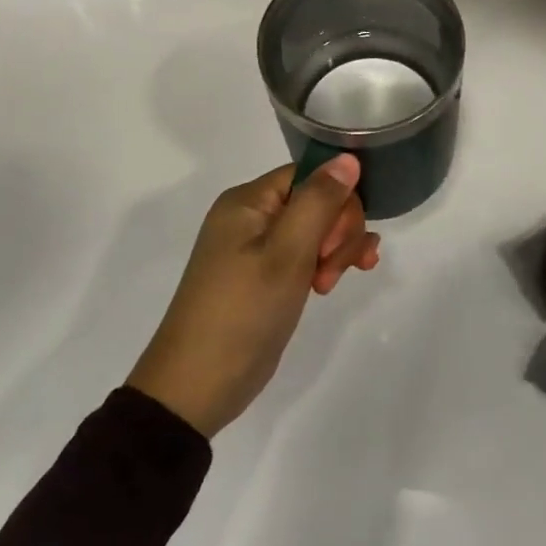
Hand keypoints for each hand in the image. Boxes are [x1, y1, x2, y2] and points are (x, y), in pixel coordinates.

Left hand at [127, 155, 379, 437]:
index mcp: (248, 201)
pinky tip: (338, 280)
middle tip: (329, 269)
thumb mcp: (287, 252)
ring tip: (330, 284)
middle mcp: (252, 217)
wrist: (197, 387)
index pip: (311, 175)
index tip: (337, 240)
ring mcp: (258, 248)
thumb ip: (320, 201)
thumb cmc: (242, 311)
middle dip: (338, 231)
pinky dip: (327, 263)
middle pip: (317, 201)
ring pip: (318, 229)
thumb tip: (349, 158)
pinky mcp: (266, 276)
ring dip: (337, 251)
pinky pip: (307, 253)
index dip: (336, 201)